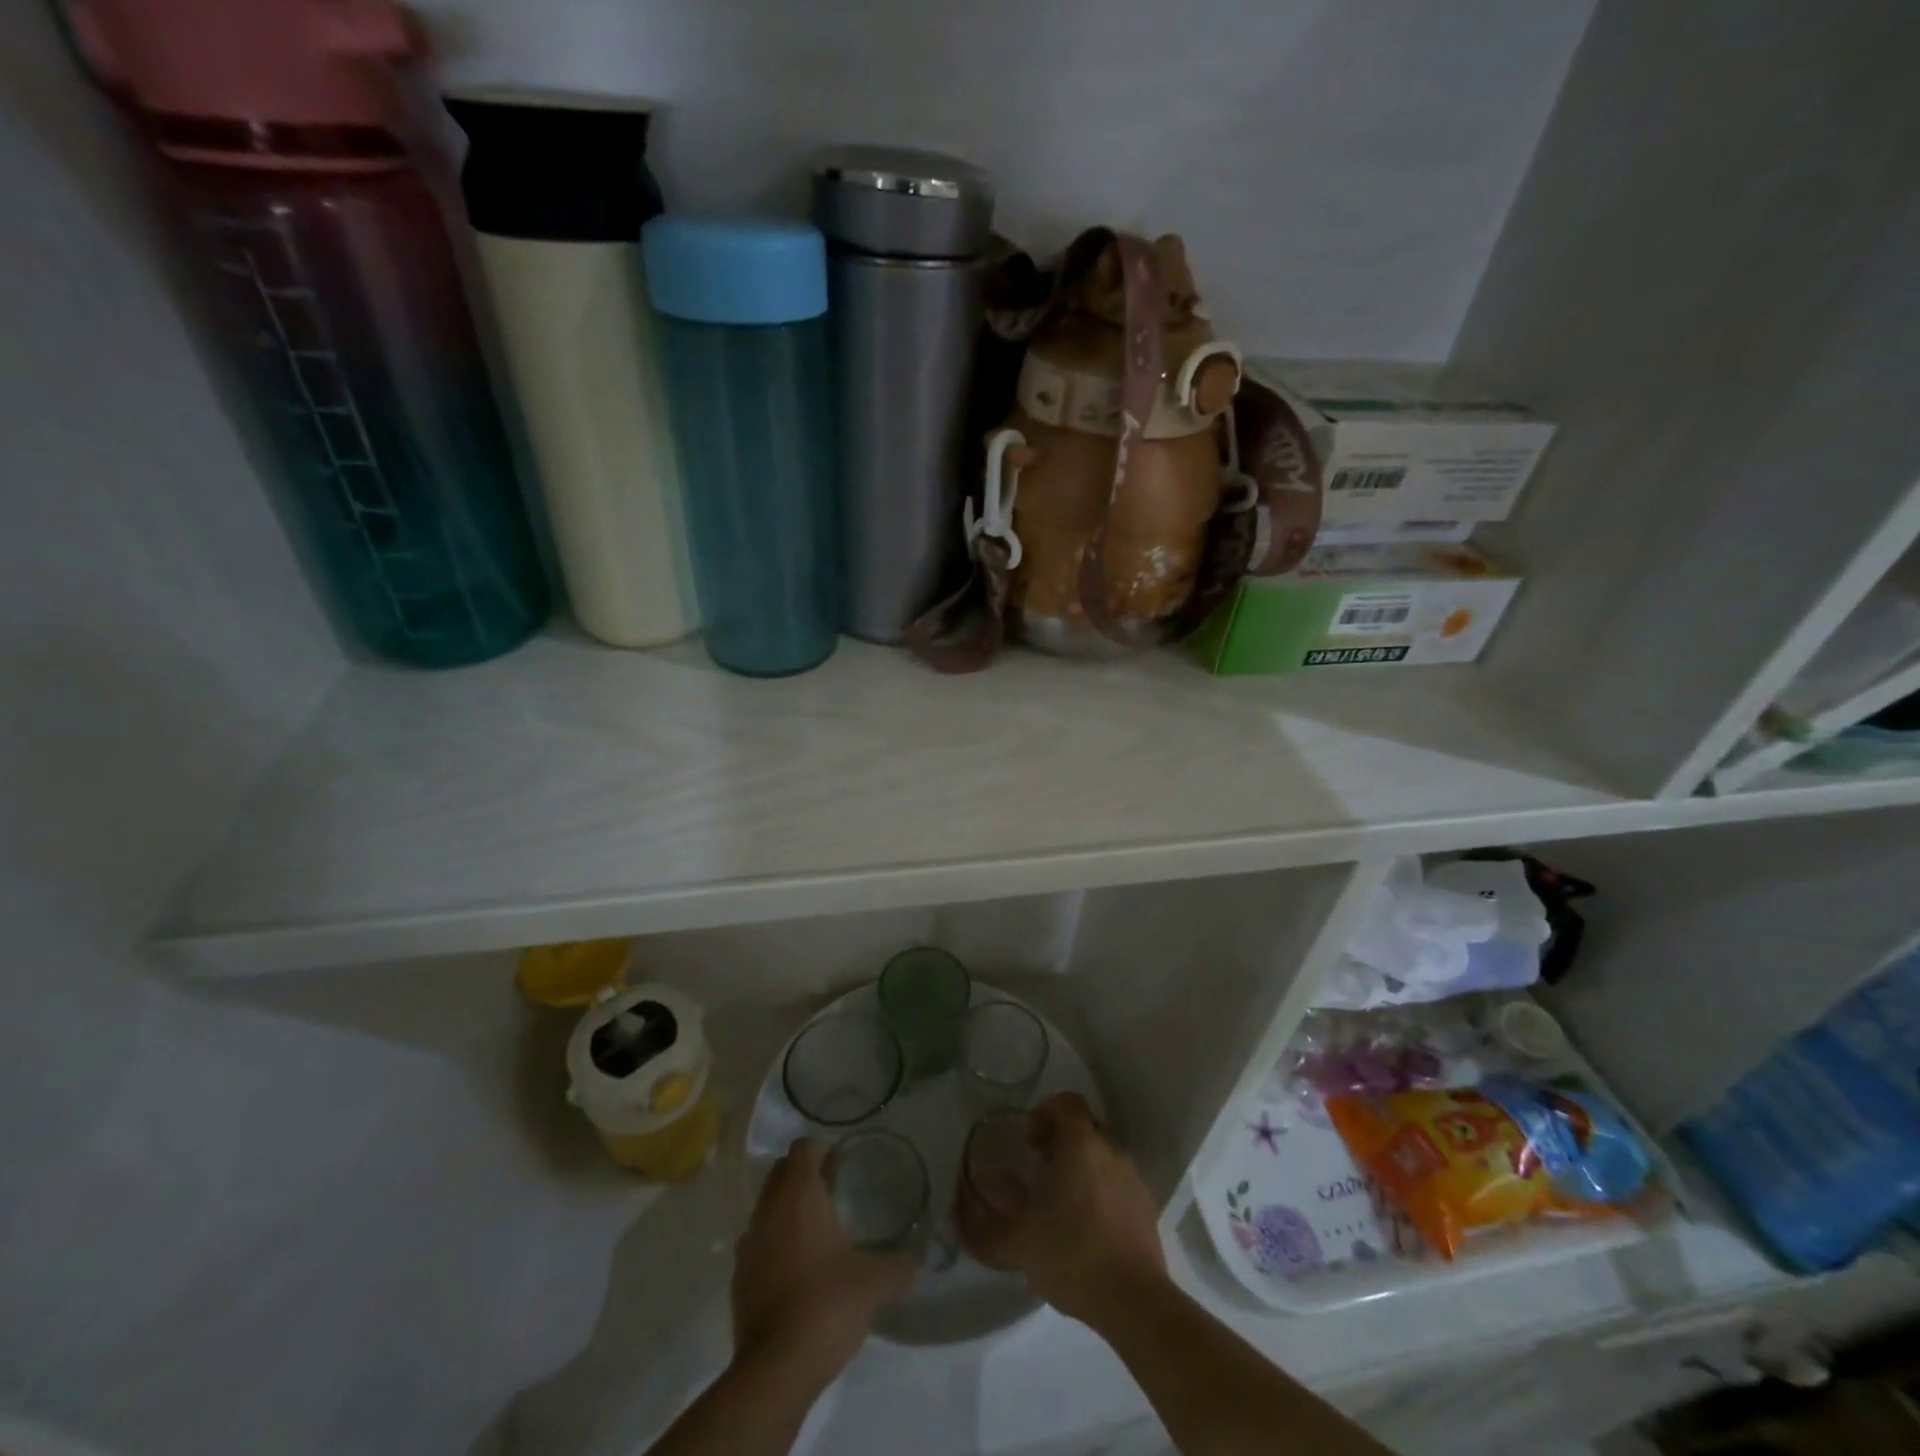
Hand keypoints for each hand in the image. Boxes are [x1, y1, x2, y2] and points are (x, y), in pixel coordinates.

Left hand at [731, 1138, 914, 1385]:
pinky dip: (773, 1244)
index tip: (842, 1166)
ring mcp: (748, 1243)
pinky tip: (796, 1270)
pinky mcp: (738, 1277)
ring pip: (766, 1206)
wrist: (775, 1370)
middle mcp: (769, 1209)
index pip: (803, 1147)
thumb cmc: (826, 1306)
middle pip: (780, 1171)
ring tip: (815, 1233)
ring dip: (786, 1209)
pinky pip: (757, 1243)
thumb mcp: (874, 1283)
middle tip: (832, 1192)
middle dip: (803, 1174)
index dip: (822, 1150)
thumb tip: (917, 1257)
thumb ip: (899, 1265)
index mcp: (799, 1195)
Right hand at [954, 1092, 1166, 1327]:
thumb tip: (956, 1209)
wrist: (1135, 1303)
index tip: (1028, 1140)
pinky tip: (1085, 1229)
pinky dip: (1099, 1193)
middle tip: (1037, 1171)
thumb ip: (980, 1225)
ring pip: (1101, 1156)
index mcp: (1081, 1144)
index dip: (1045, 1111)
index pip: (1066, 1102)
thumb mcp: (1015, 1243)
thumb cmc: (1072, 1256)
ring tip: (1059, 1205)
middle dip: (1060, 1142)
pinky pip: (1117, 1183)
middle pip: (1083, 1128)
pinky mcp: (1146, 1207)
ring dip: (1080, 1168)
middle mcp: (1110, 1150)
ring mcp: (1133, 1178)